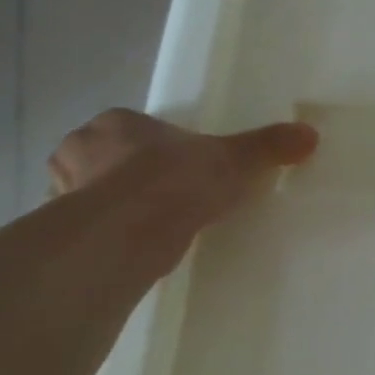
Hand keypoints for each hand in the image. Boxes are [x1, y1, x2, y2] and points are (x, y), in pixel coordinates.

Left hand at [48, 109, 316, 254]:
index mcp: (114, 124)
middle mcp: (79, 152)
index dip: (152, 143)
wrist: (129, 232)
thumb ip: (268, 146)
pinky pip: (89, 232)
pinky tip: (135, 250)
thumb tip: (309, 134)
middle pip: (103, 159)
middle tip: (161, 192)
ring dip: (113, 207)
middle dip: (125, 174)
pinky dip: (108, 238)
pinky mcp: (65, 235)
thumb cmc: (175, 179)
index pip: (128, 127)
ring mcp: (64, 195)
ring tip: (150, 225)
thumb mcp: (235, 159)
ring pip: (90, 196)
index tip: (175, 162)